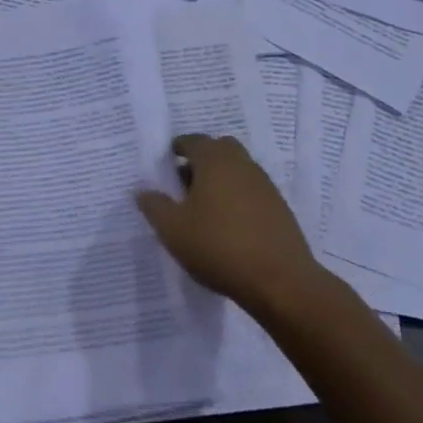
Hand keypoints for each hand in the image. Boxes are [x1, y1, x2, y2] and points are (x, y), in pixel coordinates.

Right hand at [136, 135, 321, 312]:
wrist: (279, 281)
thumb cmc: (218, 246)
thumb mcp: (173, 229)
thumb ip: (154, 206)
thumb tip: (143, 191)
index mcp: (215, 160)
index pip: (193, 141)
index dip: (177, 149)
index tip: (165, 163)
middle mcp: (243, 164)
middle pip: (219, 151)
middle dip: (200, 161)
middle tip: (182, 184)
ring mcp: (265, 185)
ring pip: (236, 172)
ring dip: (219, 181)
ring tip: (202, 210)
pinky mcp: (279, 209)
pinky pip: (250, 193)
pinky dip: (236, 200)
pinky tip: (226, 227)